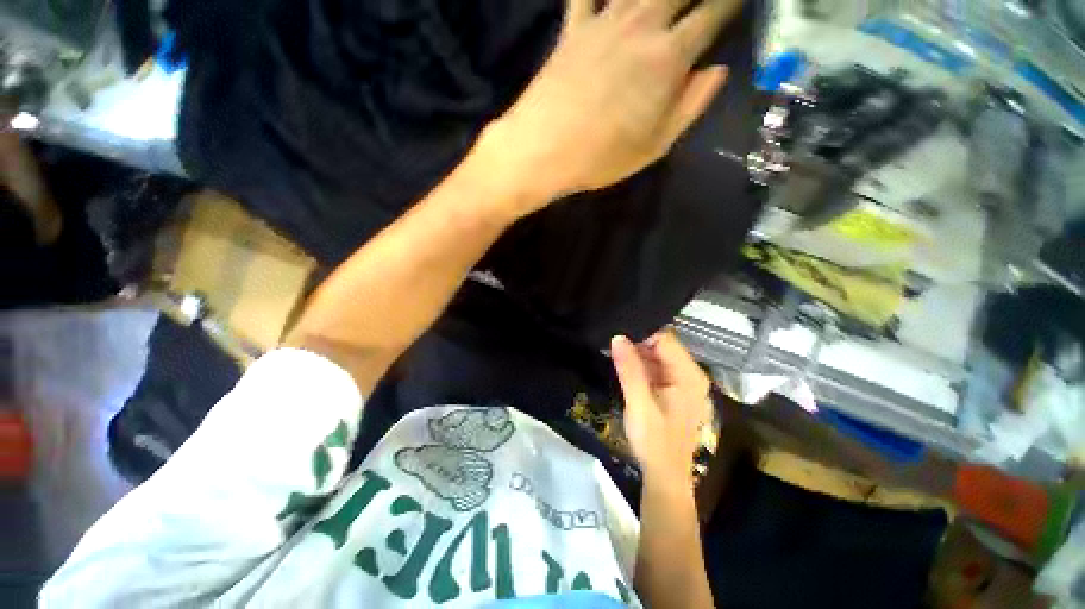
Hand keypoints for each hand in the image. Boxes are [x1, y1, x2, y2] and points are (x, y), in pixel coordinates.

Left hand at [483, 0, 738, 211]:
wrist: (544, 150)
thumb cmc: (602, 156)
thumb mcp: (655, 145)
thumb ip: (691, 105)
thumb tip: (717, 71)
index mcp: (668, 57)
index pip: (713, 14)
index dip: (730, 3)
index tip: (735, 2)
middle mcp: (641, 26)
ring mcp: (604, 22)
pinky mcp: (573, 28)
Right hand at [611, 331, 712, 482]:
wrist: (665, 476)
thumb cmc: (655, 442)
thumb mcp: (639, 404)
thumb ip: (629, 369)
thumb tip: (617, 337)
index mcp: (688, 375)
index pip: (665, 340)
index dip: (641, 333)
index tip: (617, 332)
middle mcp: (690, 374)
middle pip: (662, 347)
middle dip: (637, 343)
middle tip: (611, 341)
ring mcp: (682, 383)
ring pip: (657, 357)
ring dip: (637, 354)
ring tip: (614, 350)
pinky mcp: (673, 390)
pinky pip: (656, 369)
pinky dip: (640, 366)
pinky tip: (624, 365)